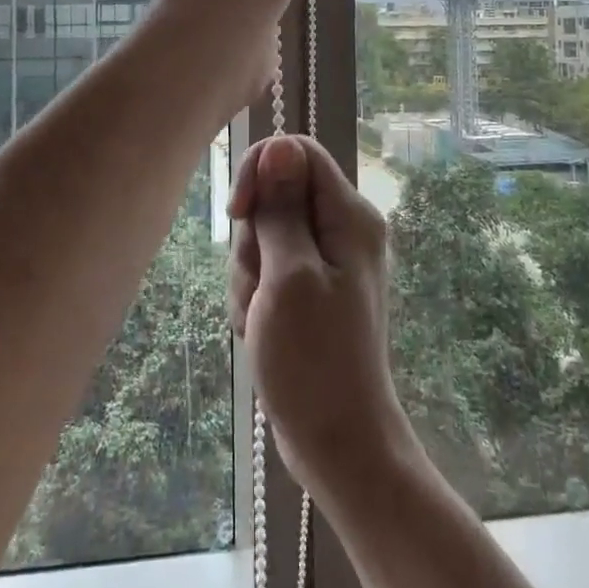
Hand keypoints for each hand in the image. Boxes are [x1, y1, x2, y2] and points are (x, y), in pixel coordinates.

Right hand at [228, 135, 418, 504]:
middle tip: (262, 285)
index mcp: (350, 216)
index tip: (238, 213)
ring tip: (261, 316)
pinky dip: (255, 295)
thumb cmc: (314, 361)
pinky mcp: (310, 288)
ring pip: (265, 235)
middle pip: (276, 196)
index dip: (260, 172)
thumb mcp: (289, 276)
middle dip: (253, 238)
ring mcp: (326, 260)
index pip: (297, 153)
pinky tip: (260, 329)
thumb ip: (282, 209)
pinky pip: (268, 268)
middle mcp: (343, 229)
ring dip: (250, 274)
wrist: (338, 442)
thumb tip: (280, 145)